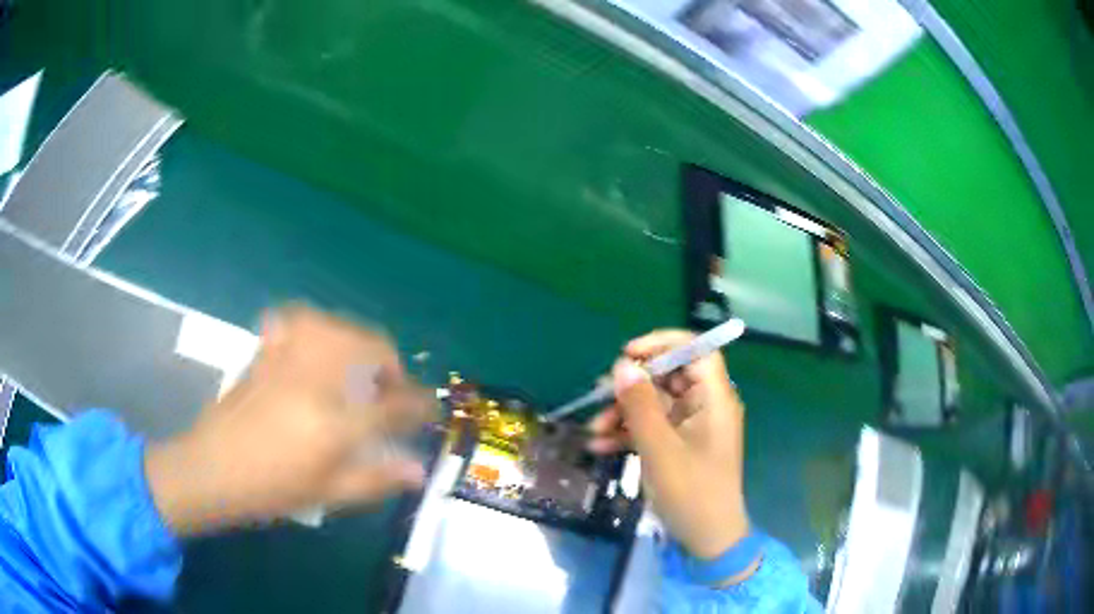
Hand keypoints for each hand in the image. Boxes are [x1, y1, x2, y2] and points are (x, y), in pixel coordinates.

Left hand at [145, 306, 433, 535]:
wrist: (212, 469)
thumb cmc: (271, 489)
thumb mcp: (328, 494)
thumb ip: (377, 478)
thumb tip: (419, 469)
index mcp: (335, 423)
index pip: (394, 404)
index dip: (419, 405)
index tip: (429, 411)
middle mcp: (316, 380)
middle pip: (371, 348)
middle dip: (393, 366)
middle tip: (392, 392)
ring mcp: (288, 360)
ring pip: (339, 326)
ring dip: (360, 343)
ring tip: (359, 368)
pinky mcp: (266, 351)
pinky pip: (299, 319)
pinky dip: (317, 325)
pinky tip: (316, 343)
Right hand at [588, 330, 750, 566]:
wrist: (706, 539)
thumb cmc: (691, 492)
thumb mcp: (660, 449)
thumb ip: (640, 405)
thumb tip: (622, 365)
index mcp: (714, 398)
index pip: (697, 350)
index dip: (663, 343)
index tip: (628, 354)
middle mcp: (705, 406)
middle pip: (668, 376)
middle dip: (632, 386)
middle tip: (600, 396)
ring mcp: (690, 427)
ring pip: (654, 403)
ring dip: (623, 413)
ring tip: (593, 430)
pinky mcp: (677, 446)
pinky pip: (651, 427)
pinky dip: (627, 433)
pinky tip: (599, 447)